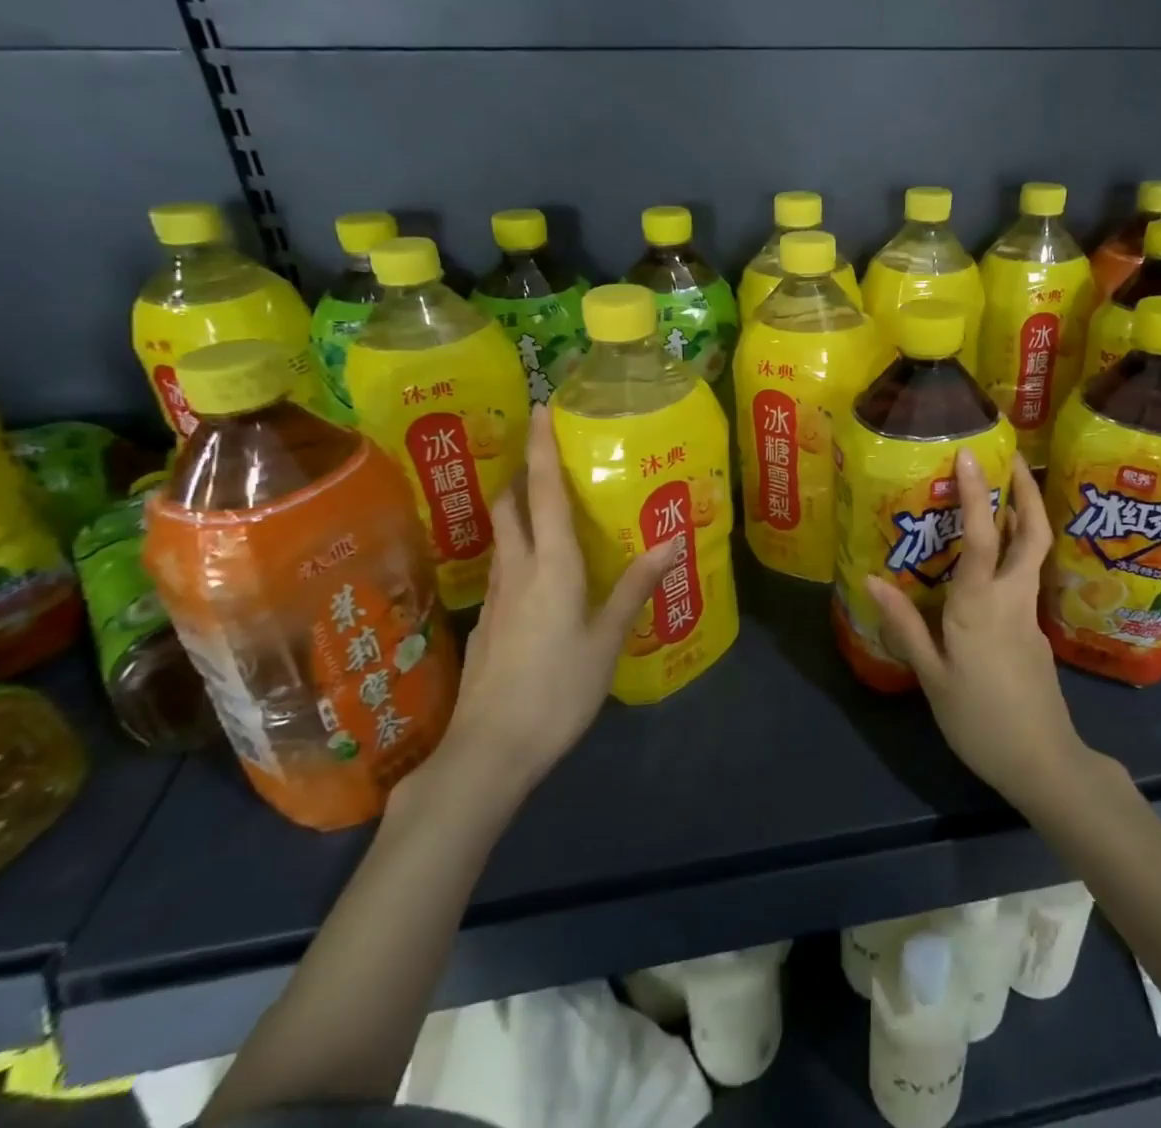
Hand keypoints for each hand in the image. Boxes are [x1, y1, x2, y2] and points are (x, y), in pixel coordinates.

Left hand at [437, 405, 676, 794]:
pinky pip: (504, 566)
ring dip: (518, 509)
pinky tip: (539, 571)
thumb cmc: (557, 690)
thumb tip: (672, 540)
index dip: (541, 449)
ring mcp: (495, 598)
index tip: (539, 408)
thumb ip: (636, 587)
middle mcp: (517, 570)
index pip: (544, 494)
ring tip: (547, 505)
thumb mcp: (607, 640)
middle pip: (510, 507)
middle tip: (545, 456)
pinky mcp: (488, 623)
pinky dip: (519, 548)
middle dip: (522, 474)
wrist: (488, 752)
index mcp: (551, 567)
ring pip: (503, 536)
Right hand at [862, 450, 1090, 809]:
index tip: (969, 456)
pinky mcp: (1037, 631)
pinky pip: (1025, 580)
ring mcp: (1030, 614)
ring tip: (1001, 497)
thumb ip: (904, 625)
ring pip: (1034, 554)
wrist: (1042, 762)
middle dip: (1027, 491)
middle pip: (1033, 533)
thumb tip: (871, 579)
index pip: (980, 537)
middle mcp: (1011, 598)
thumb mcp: (931, 675)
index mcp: (980, 605)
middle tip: (1012, 460)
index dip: (975, 494)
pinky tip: (990, 567)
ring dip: (1024, 518)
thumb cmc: (978, 719)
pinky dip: (1014, 556)